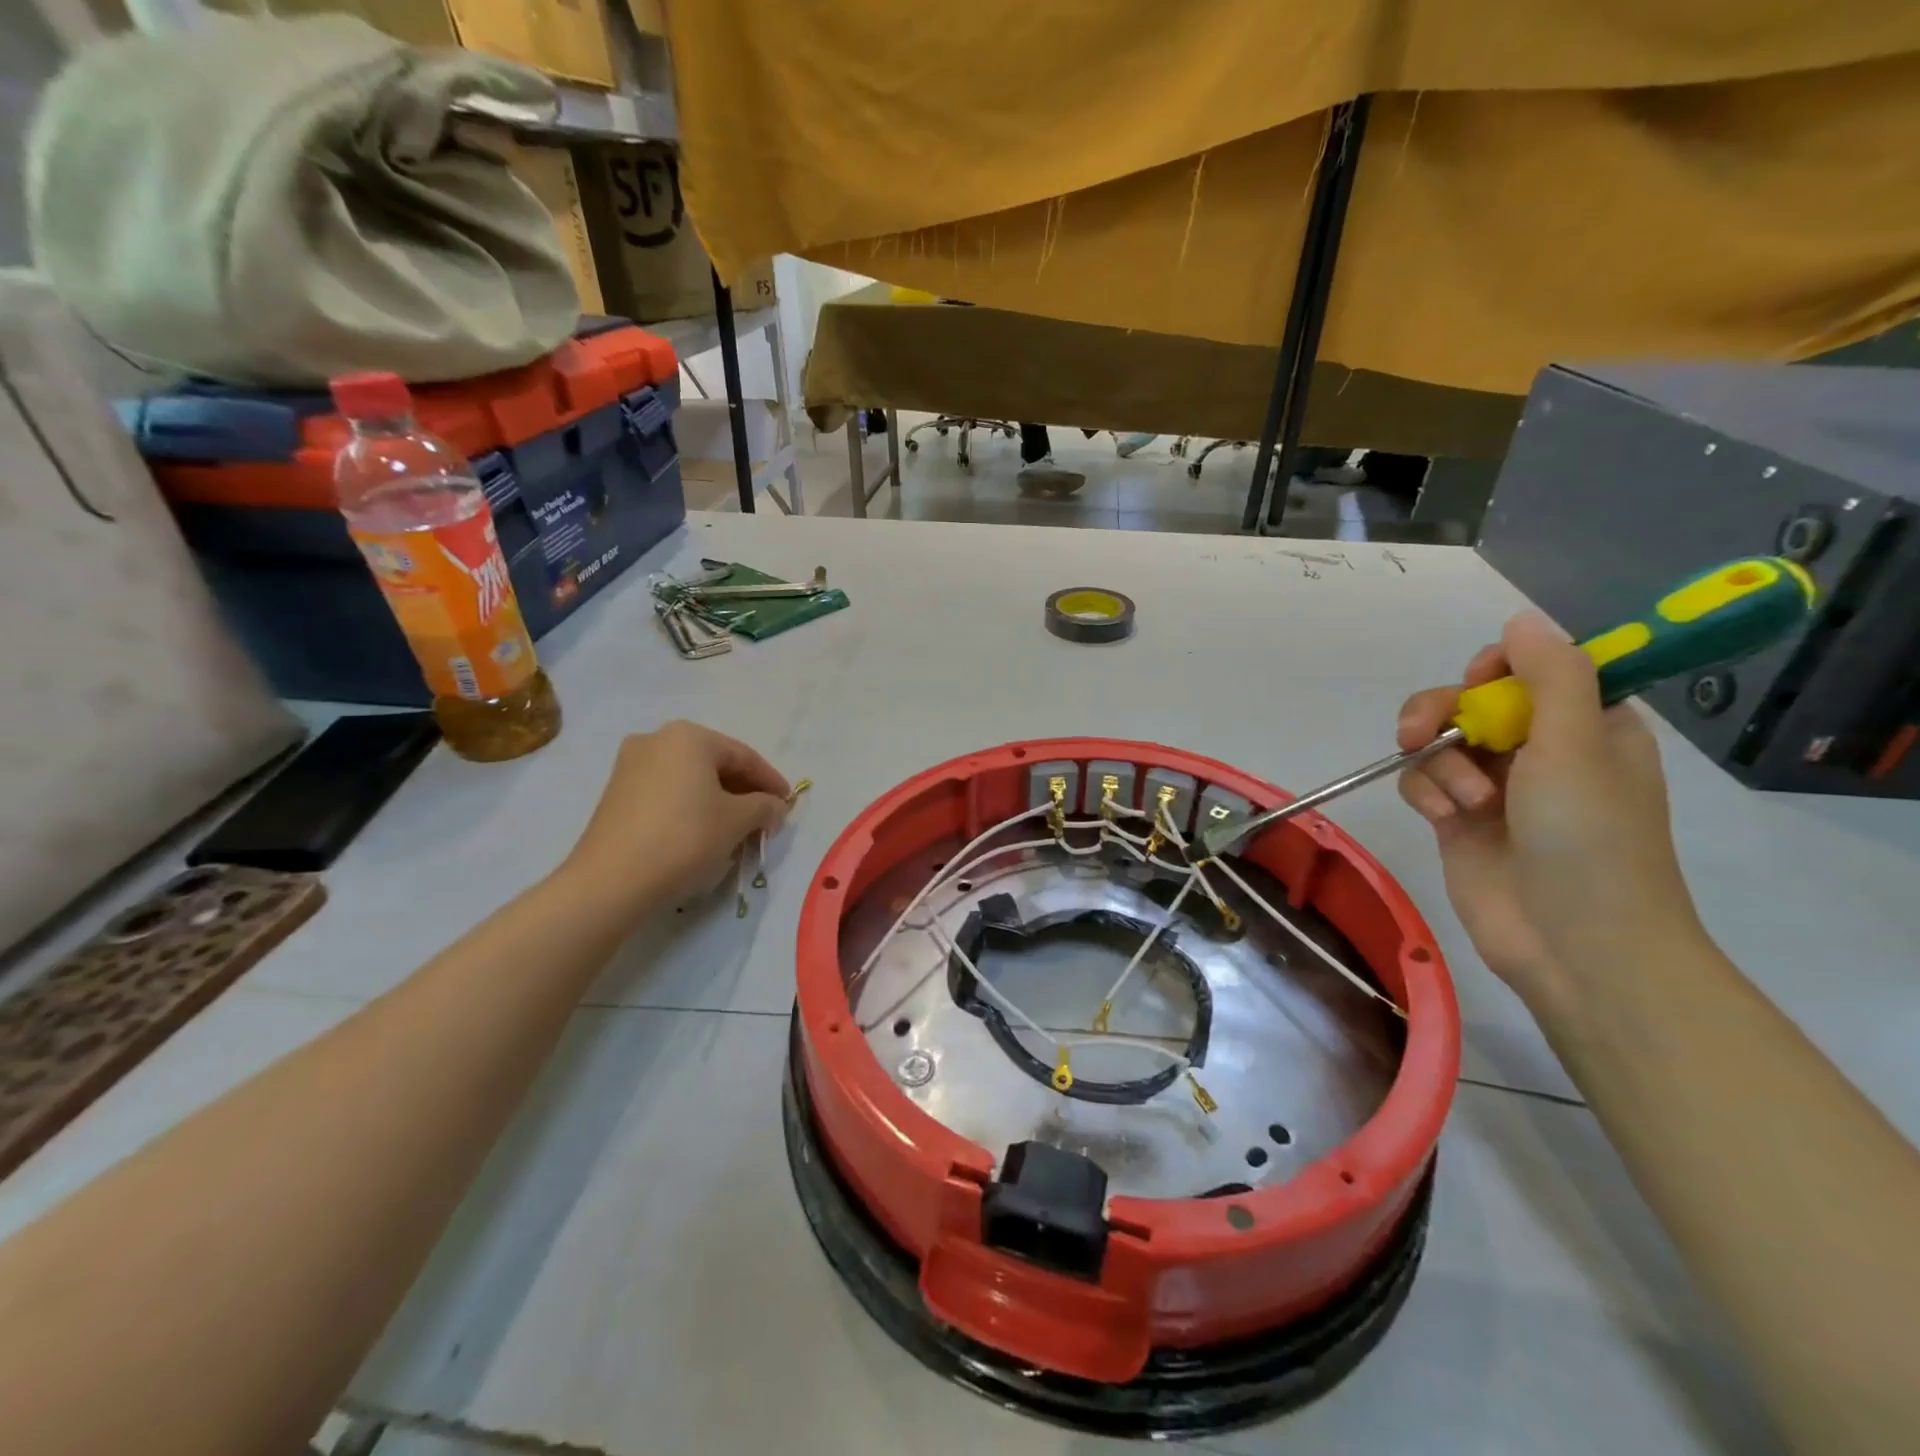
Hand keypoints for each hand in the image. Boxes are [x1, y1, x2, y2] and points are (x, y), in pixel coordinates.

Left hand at [561, 721, 790, 920]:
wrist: (612, 880)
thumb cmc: (685, 838)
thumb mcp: (737, 821)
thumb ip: (764, 807)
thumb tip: (775, 807)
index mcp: (689, 736)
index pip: (744, 756)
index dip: (771, 781)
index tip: (788, 805)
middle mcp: (657, 740)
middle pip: (715, 764)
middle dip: (744, 791)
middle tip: (765, 817)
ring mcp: (631, 765)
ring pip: (690, 779)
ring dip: (718, 800)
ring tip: (737, 828)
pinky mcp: (616, 794)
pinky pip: (667, 793)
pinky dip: (690, 807)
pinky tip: (703, 832)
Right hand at [1396, 613, 1702, 1007]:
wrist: (1575, 942)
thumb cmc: (1591, 838)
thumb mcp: (1577, 745)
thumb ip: (1550, 676)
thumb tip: (1521, 618)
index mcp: (1585, 724)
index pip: (1531, 668)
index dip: (1499, 667)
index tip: (1482, 683)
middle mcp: (1538, 748)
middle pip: (1469, 700)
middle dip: (1442, 712)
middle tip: (1425, 731)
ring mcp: (1494, 785)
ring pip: (1437, 740)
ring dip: (1438, 762)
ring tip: (1460, 800)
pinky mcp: (1456, 819)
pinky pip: (1421, 781)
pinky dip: (1424, 792)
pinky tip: (1440, 817)